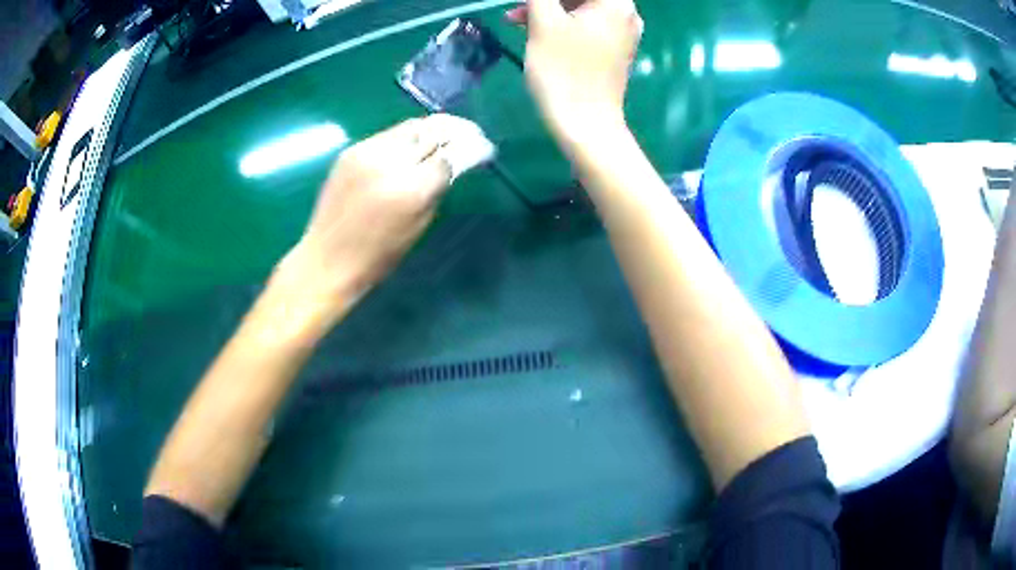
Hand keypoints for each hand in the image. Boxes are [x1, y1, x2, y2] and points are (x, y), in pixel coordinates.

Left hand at [275, 115, 465, 324]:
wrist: (327, 259)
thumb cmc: (377, 256)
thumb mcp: (419, 225)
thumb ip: (437, 188)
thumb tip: (453, 162)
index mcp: (411, 190)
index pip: (452, 154)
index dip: (474, 148)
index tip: (486, 148)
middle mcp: (389, 162)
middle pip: (434, 131)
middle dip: (459, 130)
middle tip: (473, 134)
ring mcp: (367, 152)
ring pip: (412, 126)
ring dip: (434, 128)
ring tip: (448, 133)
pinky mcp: (351, 150)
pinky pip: (389, 134)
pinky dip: (408, 136)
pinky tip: (416, 143)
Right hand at [507, 0, 642, 148]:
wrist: (586, 124)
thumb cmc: (564, 70)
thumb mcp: (544, 22)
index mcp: (615, 2)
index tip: (528, 4)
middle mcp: (626, 13)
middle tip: (516, 7)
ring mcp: (623, 32)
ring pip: (581, 7)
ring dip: (549, 8)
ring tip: (516, 19)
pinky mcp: (614, 49)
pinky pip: (586, 24)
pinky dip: (562, 22)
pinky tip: (535, 29)